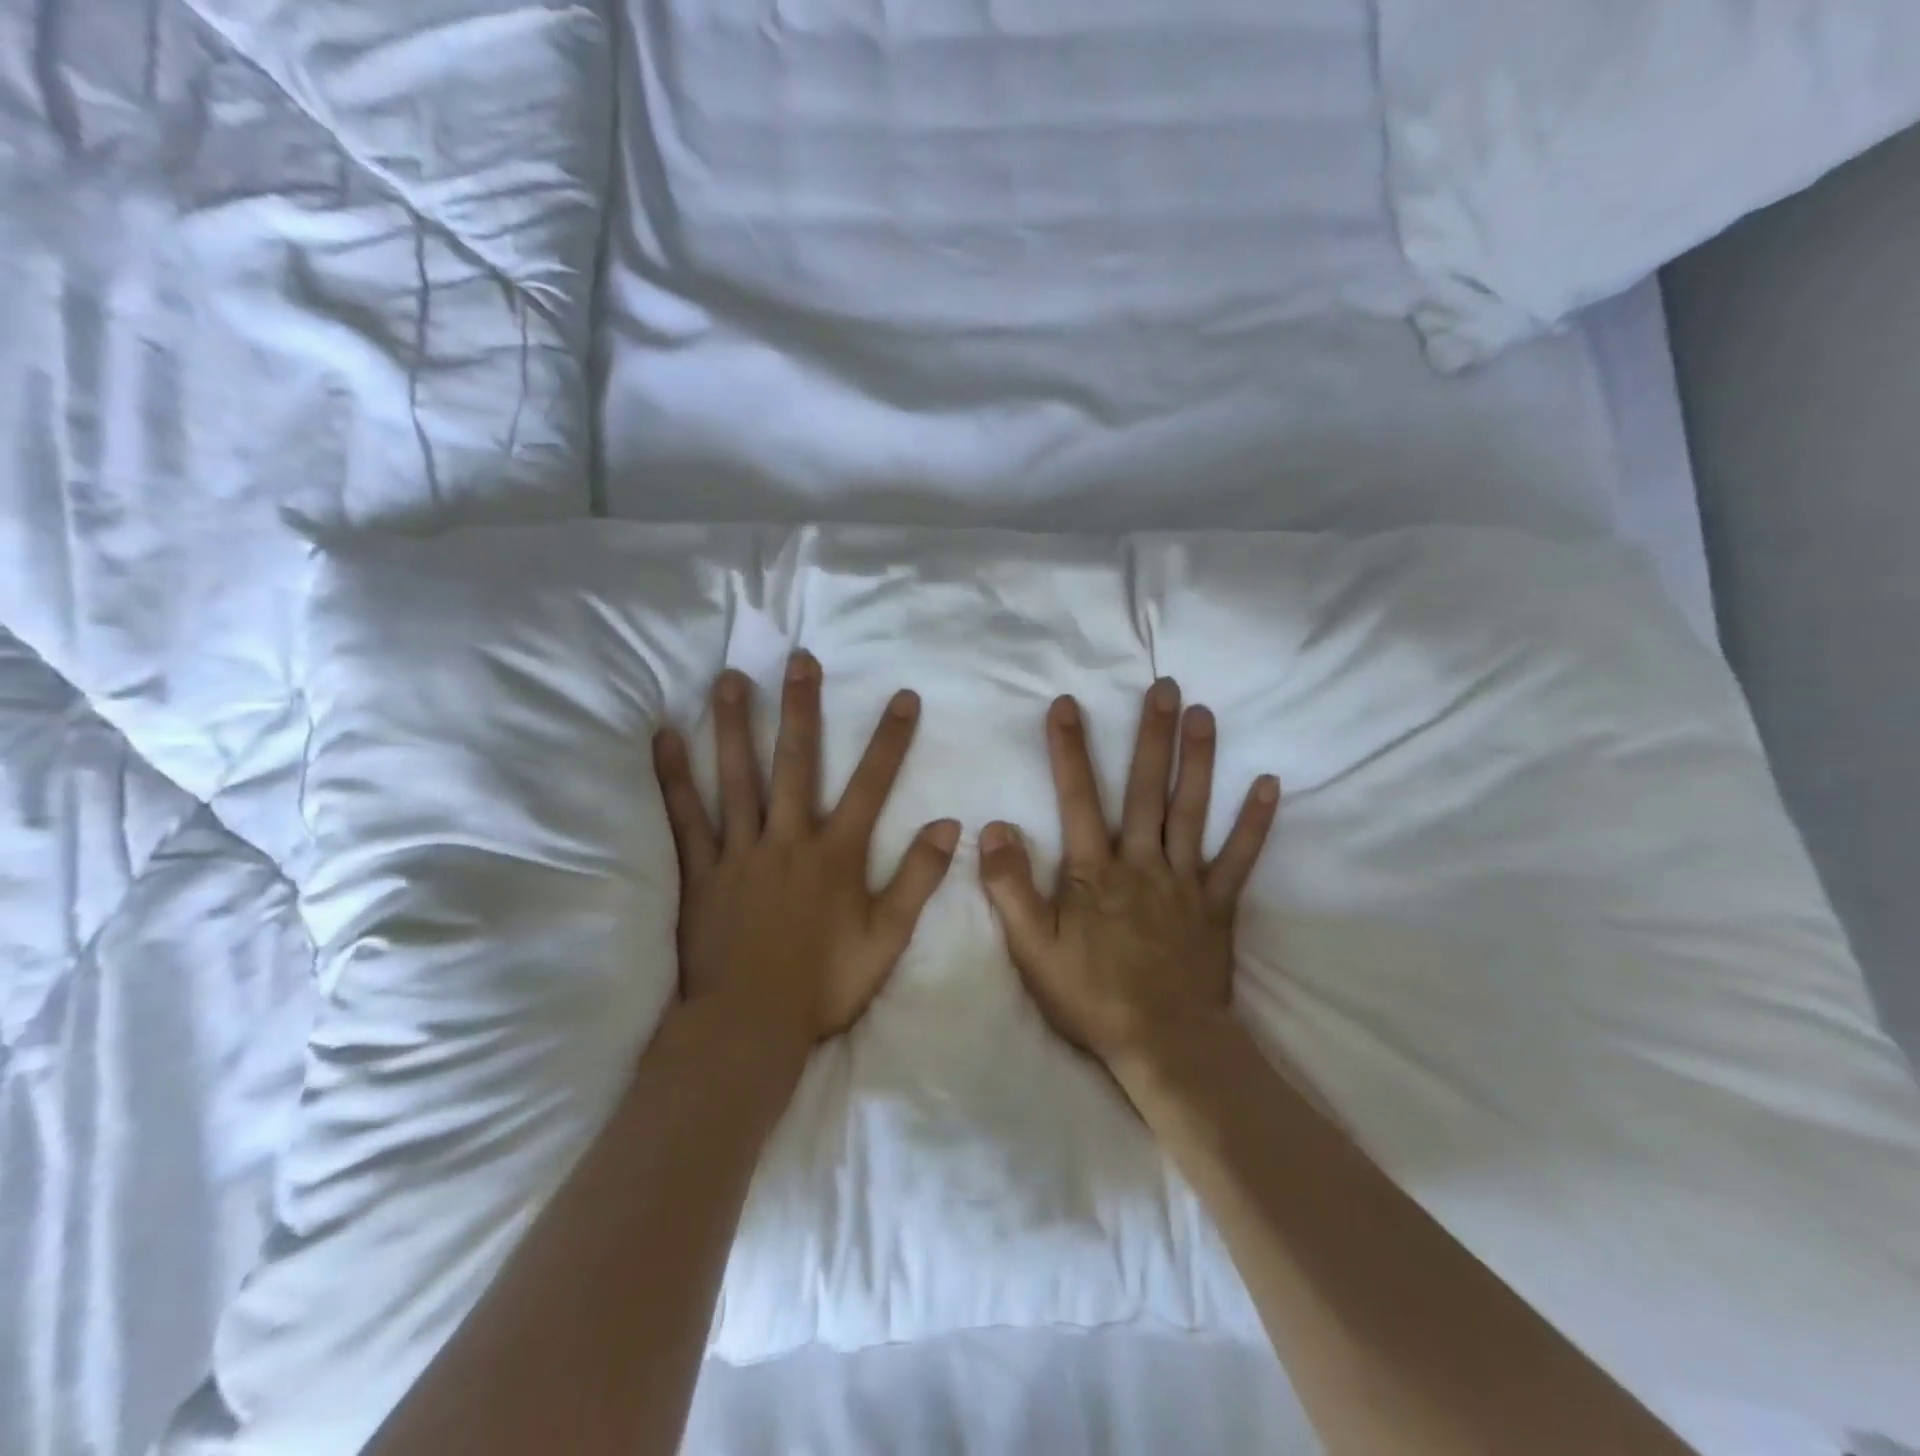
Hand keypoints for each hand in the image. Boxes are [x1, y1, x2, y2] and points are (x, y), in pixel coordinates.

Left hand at [652, 651, 960, 1051]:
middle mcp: (789, 839)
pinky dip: (673, 777)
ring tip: (730, 678)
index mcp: (836, 855)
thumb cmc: (824, 985)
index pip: (871, 785)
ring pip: (737, 777)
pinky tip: (663, 737)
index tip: (903, 696)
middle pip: (796, 763)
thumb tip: (948, 825)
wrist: (749, 1025)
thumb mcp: (887, 939)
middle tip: (799, 659)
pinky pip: (686, 816)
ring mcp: (740, 852)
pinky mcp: (702, 871)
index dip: (890, 740)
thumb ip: (918, 879)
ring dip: (734, 725)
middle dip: (801, 708)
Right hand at [978, 679, 1278, 1068]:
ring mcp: (1185, 881)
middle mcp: (1142, 862)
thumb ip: (1009, 886)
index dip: (1070, 750)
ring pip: (1192, 810)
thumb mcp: (1031, 948)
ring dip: (1199, 760)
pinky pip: (1239, 858)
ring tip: (1205, 713)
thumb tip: (994, 827)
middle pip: (1147, 790)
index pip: (1078, 798)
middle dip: (1152, 736)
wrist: (1163, 1045)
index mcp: (1094, 870)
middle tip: (1164, 686)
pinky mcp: (1217, 905)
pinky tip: (1270, 784)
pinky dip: (1256, 822)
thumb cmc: (1091, 996)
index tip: (1067, 704)